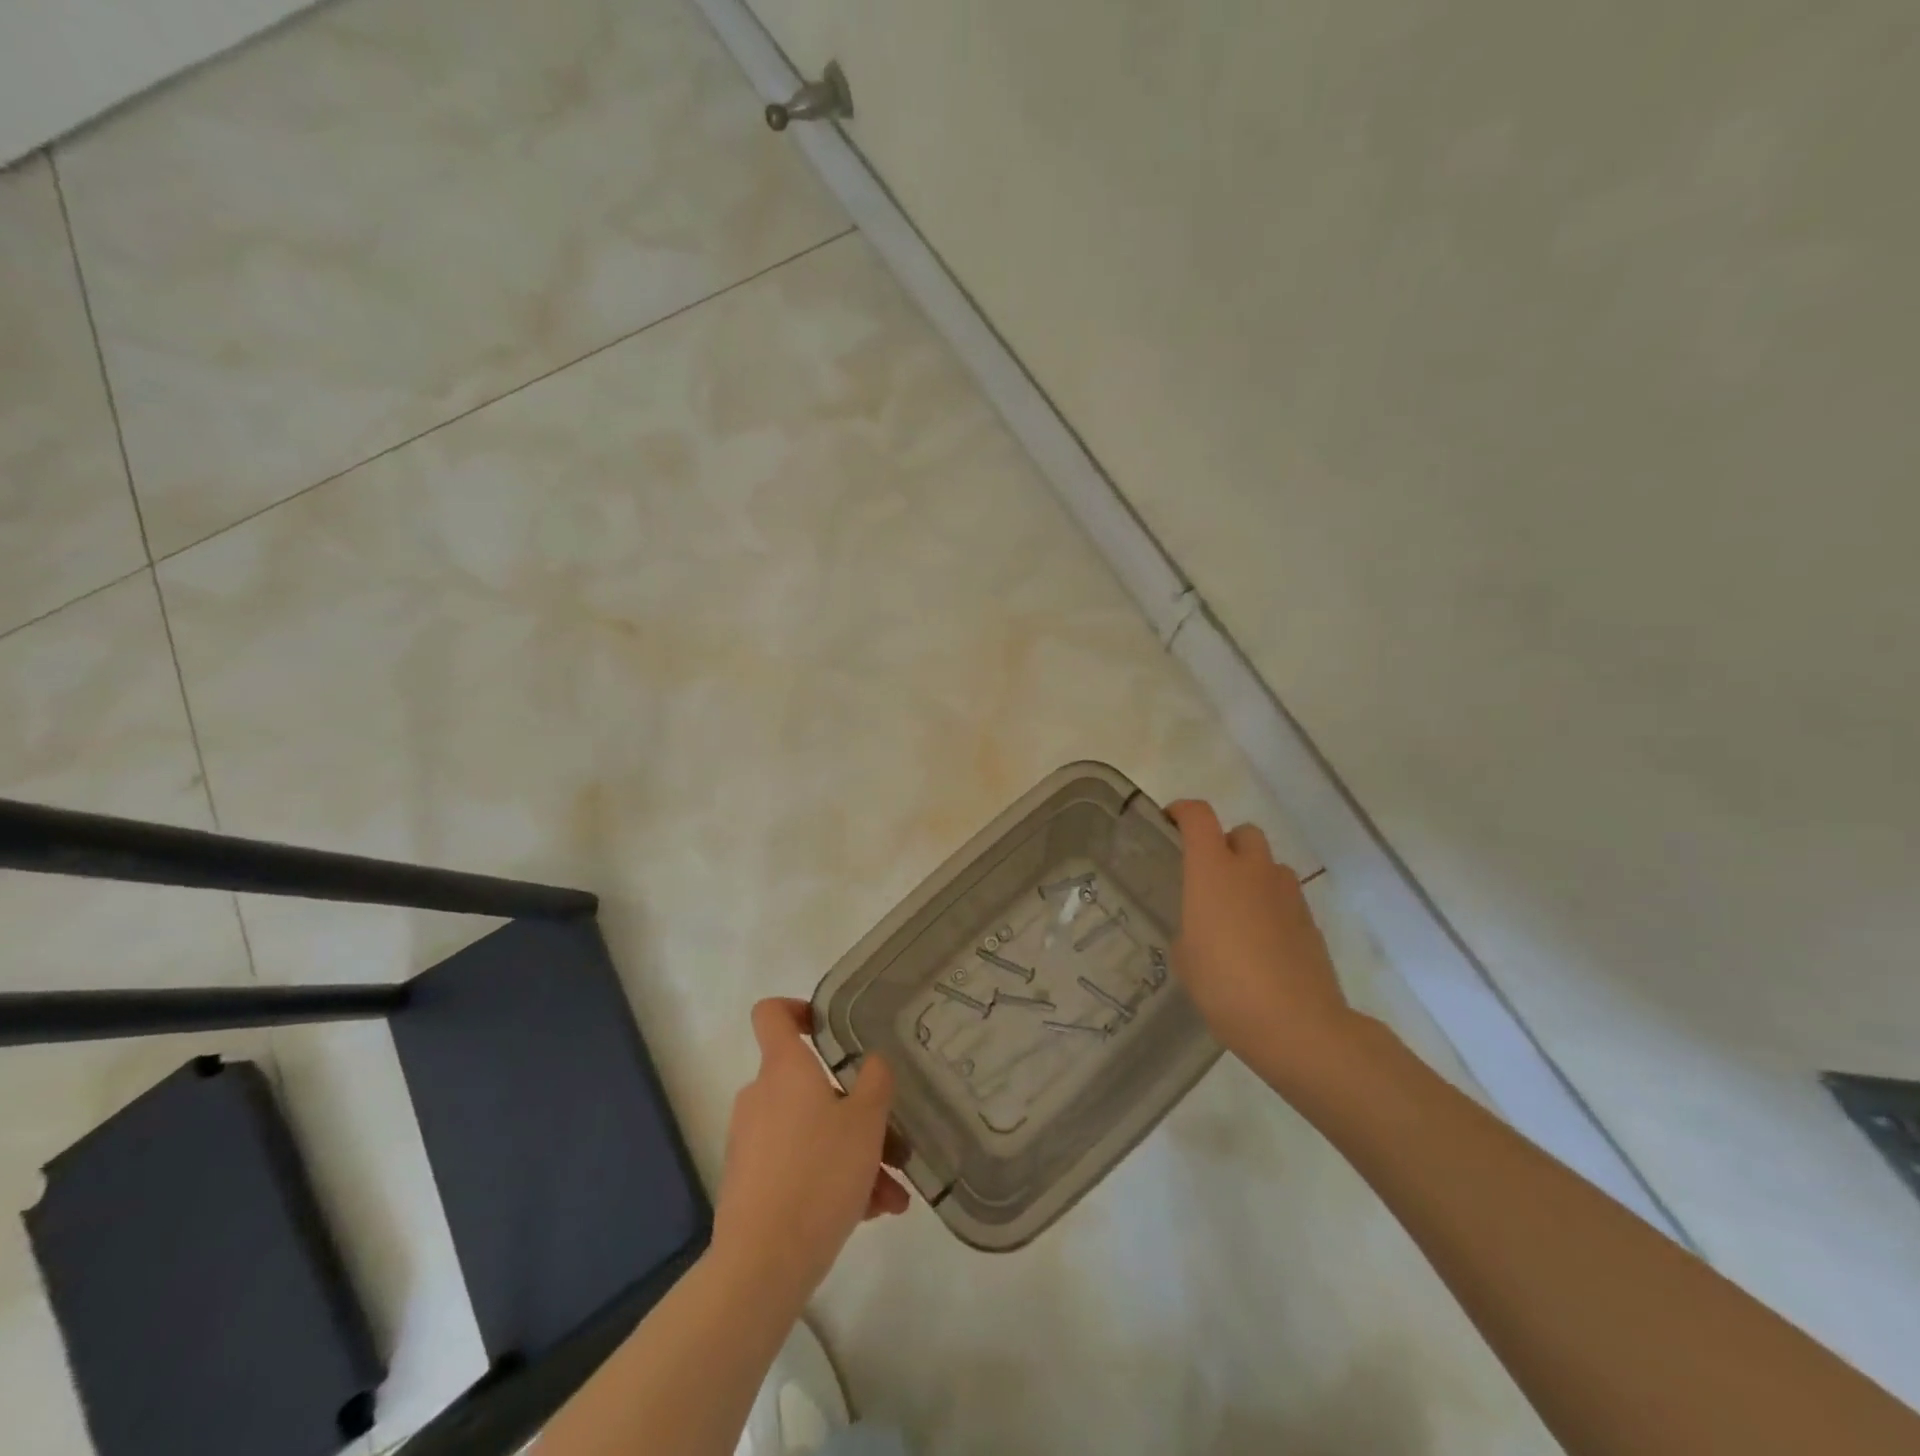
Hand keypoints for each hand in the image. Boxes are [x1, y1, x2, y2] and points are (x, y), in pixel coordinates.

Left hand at [711, 999, 908, 1308]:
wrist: (762, 1263)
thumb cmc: (820, 1174)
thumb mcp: (866, 1122)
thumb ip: (875, 1081)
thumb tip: (871, 1062)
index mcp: (785, 1069)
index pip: (772, 1013)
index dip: (798, 1008)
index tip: (829, 1025)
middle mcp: (762, 1096)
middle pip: (810, 1084)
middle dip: (855, 1110)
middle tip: (892, 1142)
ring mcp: (752, 1140)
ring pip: (812, 1131)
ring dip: (853, 1154)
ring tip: (892, 1194)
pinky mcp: (750, 1182)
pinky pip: (799, 1164)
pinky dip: (831, 1179)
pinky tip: (870, 1213)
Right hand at [1167, 800, 1358, 1087]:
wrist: (1297, 1024)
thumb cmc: (1225, 986)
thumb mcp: (1186, 957)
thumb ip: (1191, 927)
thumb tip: (1203, 926)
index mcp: (1213, 871)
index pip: (1198, 816)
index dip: (1182, 811)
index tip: (1169, 821)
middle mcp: (1252, 870)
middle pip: (1242, 832)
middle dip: (1224, 844)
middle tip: (1208, 875)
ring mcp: (1287, 893)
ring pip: (1267, 864)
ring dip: (1251, 875)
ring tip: (1236, 912)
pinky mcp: (1309, 919)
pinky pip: (1285, 895)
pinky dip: (1270, 904)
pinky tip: (1260, 941)